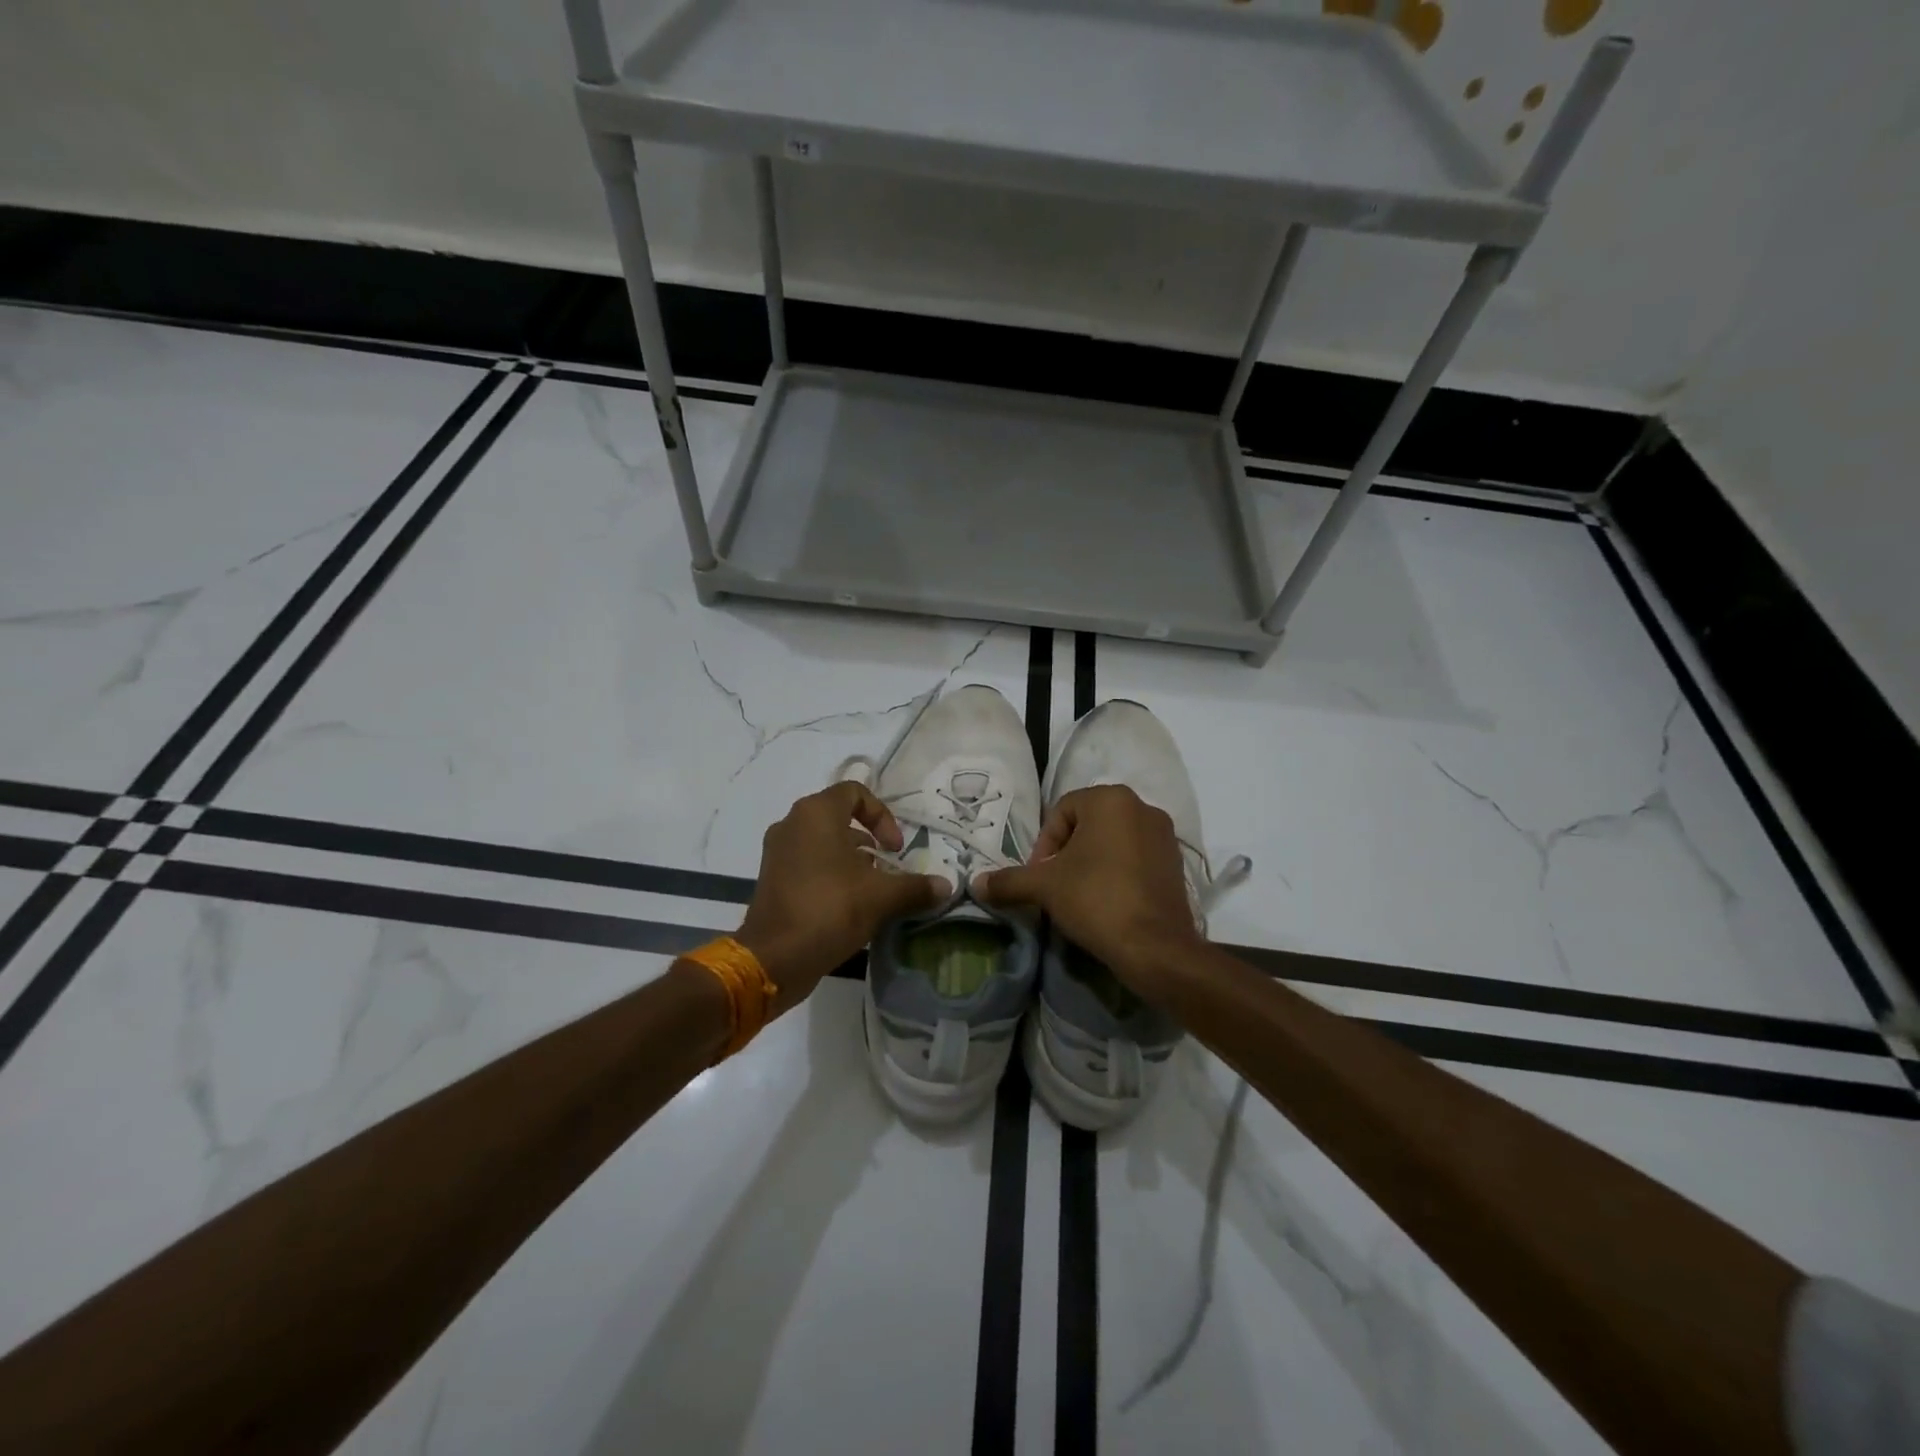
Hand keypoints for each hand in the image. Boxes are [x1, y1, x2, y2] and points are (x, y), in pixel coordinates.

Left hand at [736, 782, 948, 1012]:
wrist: (774, 958)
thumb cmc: (830, 910)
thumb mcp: (881, 897)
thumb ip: (915, 887)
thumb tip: (947, 886)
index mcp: (816, 814)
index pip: (855, 792)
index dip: (882, 815)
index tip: (895, 848)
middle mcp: (792, 823)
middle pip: (838, 816)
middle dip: (869, 838)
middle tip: (888, 865)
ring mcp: (777, 851)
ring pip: (823, 840)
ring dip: (851, 857)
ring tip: (872, 886)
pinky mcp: (771, 876)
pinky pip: (807, 861)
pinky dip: (830, 871)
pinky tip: (849, 902)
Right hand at [974, 785, 1203, 994]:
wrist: (1155, 947)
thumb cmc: (1096, 900)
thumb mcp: (1044, 888)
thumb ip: (1009, 880)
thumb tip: (976, 883)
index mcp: (1111, 799)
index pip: (1061, 812)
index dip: (1043, 845)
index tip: (1039, 877)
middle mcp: (1142, 807)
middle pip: (1088, 824)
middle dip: (1067, 853)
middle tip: (1055, 885)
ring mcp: (1164, 835)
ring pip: (1113, 841)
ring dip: (1091, 862)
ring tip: (1079, 895)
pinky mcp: (1176, 863)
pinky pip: (1136, 858)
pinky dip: (1117, 873)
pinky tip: (1107, 902)